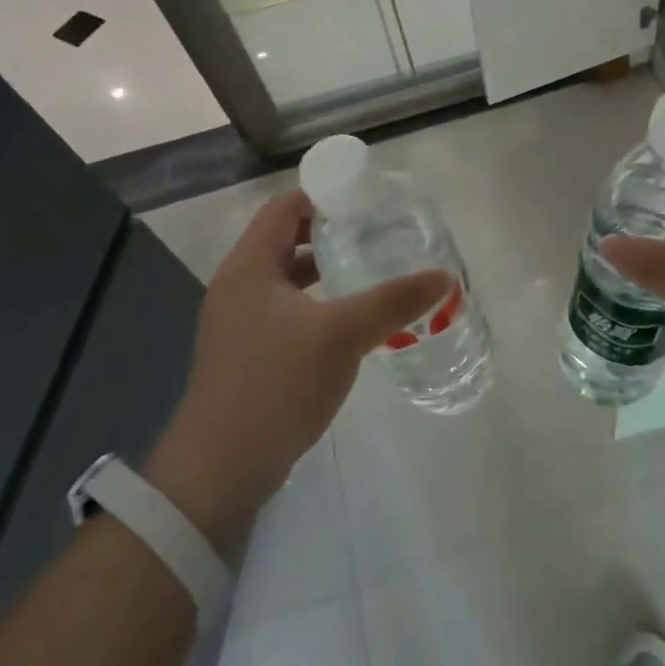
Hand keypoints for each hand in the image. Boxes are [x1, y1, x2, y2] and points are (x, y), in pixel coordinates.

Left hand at [144, 190, 450, 554]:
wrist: (220, 471)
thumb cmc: (276, 385)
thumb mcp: (342, 335)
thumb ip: (393, 301)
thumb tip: (444, 276)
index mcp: (248, 267)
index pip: (284, 207)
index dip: (323, 194)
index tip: (367, 198)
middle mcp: (238, 286)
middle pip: (285, 240)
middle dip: (330, 232)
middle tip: (377, 231)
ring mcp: (240, 323)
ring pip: (288, 279)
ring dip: (326, 269)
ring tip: (372, 268)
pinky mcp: (249, 354)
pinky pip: (288, 311)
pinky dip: (318, 303)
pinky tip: (352, 320)